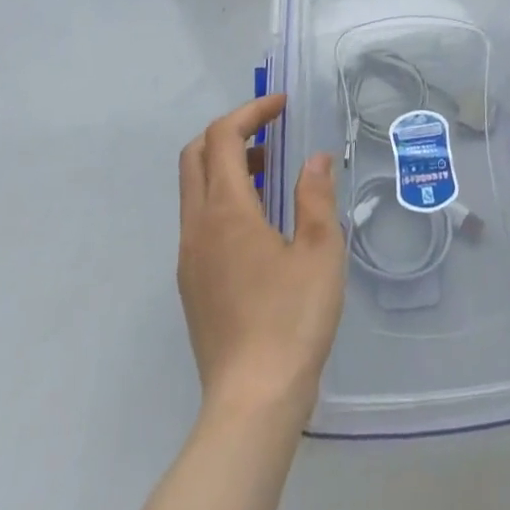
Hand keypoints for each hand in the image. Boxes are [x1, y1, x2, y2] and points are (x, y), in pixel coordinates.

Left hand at [178, 94, 345, 427]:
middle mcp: (197, 226)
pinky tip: (259, 222)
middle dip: (229, 130)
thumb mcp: (320, 251)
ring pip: (194, 188)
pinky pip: (198, 219)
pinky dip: (222, 197)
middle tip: (270, 130)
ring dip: (225, 165)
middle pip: (195, 155)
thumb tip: (314, 159)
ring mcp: (188, 257)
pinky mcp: (190, 284)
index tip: (282, 106)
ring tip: (271, 172)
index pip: (222, 136)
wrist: (252, 404)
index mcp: (226, 210)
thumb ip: (315, 195)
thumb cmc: (291, 319)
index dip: (251, 111)